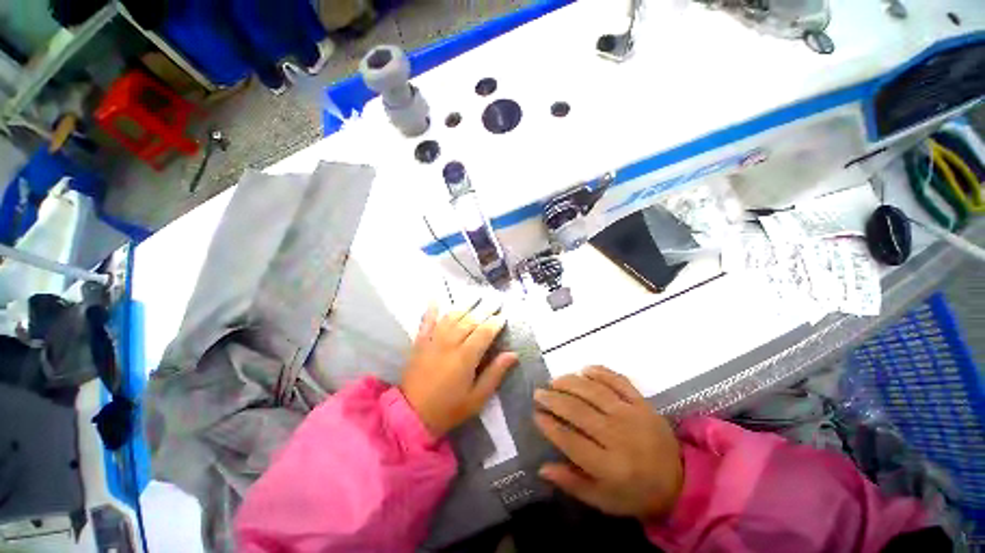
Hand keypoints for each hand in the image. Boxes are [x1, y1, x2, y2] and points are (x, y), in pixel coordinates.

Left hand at [400, 301, 518, 436]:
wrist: (411, 415)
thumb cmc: (449, 409)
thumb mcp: (477, 398)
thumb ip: (495, 374)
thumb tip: (513, 354)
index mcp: (465, 357)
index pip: (484, 332)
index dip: (495, 322)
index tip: (503, 315)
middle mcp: (450, 343)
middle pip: (470, 320)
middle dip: (484, 309)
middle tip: (495, 299)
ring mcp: (433, 340)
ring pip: (452, 317)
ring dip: (465, 305)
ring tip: (476, 296)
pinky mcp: (420, 342)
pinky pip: (426, 321)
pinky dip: (431, 309)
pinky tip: (435, 298)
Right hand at [533, 366, 683, 519]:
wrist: (680, 481)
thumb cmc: (635, 493)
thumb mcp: (603, 500)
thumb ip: (572, 483)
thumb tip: (542, 468)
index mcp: (608, 466)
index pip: (570, 440)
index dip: (549, 425)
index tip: (535, 414)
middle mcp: (618, 436)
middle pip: (578, 411)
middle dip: (553, 399)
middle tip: (538, 393)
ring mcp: (631, 415)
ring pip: (593, 391)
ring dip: (570, 382)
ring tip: (554, 380)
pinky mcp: (642, 402)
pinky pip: (618, 381)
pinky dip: (600, 372)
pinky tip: (584, 369)